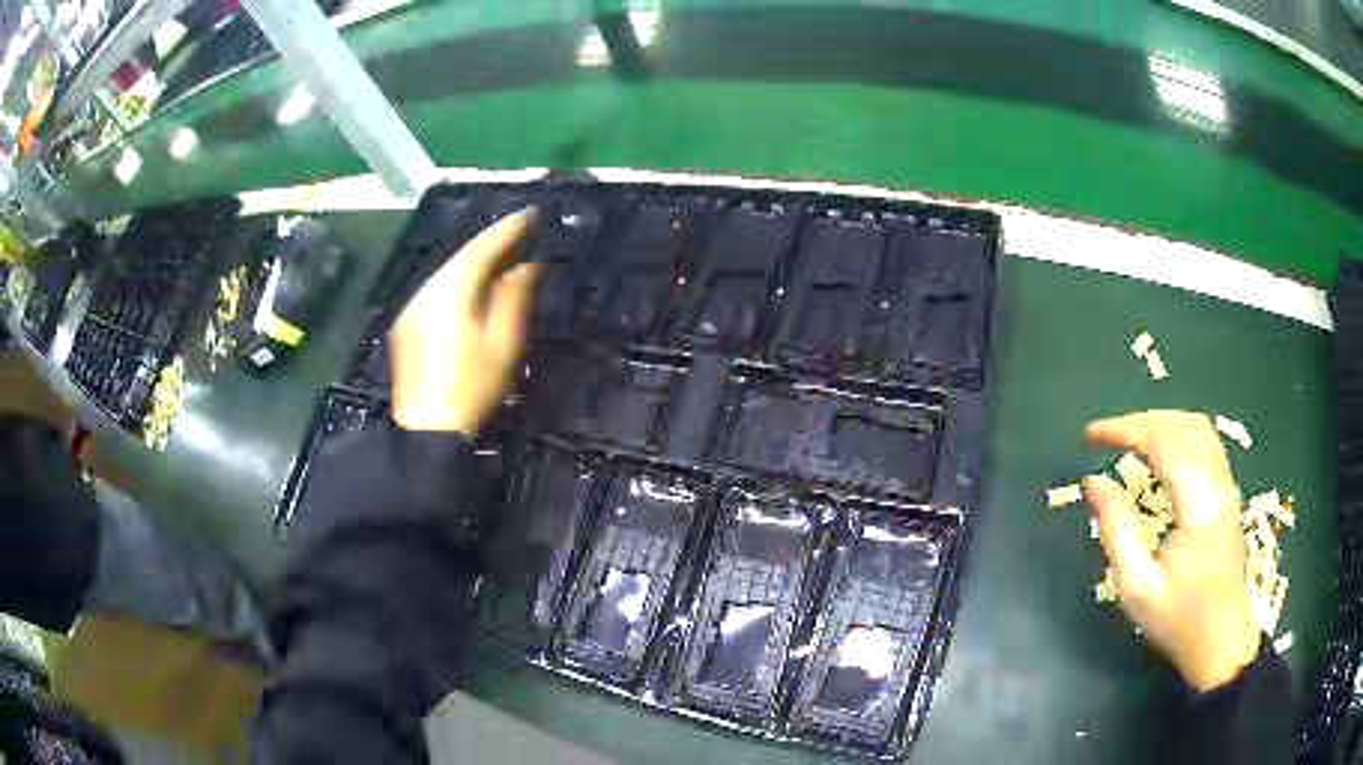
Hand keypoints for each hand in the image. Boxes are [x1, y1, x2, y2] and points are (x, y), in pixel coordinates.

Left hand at [389, 209, 544, 435]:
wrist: (428, 428)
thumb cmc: (471, 390)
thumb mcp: (502, 344)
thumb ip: (513, 298)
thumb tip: (527, 266)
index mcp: (451, 294)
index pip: (480, 250)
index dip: (506, 231)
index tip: (530, 216)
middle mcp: (426, 292)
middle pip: (460, 257)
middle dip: (489, 242)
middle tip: (518, 232)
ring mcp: (412, 308)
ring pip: (446, 271)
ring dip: (473, 260)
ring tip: (501, 254)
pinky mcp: (407, 323)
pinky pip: (436, 288)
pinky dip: (457, 279)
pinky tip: (471, 284)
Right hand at [1082, 410, 1259, 691]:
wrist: (1222, 642)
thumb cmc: (1179, 620)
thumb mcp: (1137, 587)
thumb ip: (1117, 530)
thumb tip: (1093, 482)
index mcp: (1198, 503)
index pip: (1163, 441)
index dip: (1126, 429)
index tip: (1092, 434)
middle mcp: (1218, 482)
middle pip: (1182, 425)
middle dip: (1142, 420)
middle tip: (1107, 435)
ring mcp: (1227, 486)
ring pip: (1198, 428)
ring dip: (1161, 423)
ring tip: (1130, 437)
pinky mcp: (1228, 494)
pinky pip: (1205, 443)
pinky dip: (1178, 433)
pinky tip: (1162, 451)